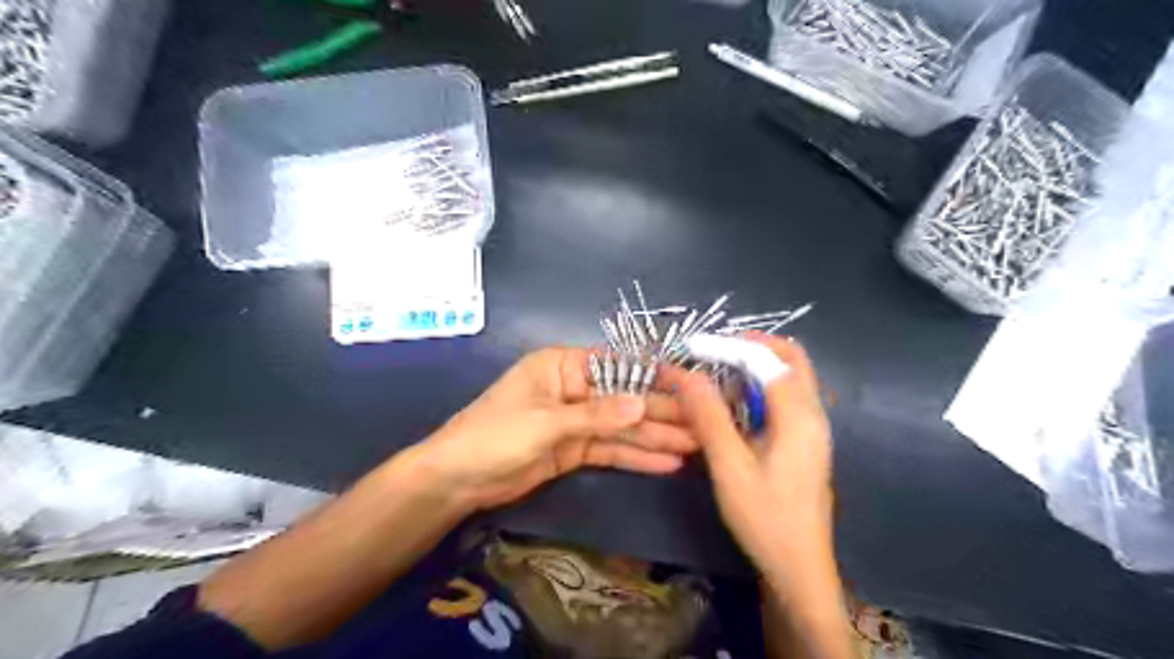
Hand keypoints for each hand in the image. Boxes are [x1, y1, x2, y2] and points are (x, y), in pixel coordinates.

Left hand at [411, 347, 695, 511]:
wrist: (457, 479)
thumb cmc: (496, 434)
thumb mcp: (548, 422)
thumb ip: (598, 415)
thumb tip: (643, 403)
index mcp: (562, 365)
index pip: (615, 365)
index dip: (652, 376)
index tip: (688, 387)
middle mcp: (572, 388)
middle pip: (623, 398)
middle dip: (660, 412)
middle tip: (701, 424)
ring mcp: (575, 421)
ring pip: (621, 427)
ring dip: (655, 437)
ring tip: (695, 446)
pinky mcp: (574, 450)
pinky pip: (610, 449)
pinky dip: (635, 456)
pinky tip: (666, 462)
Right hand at [659, 338, 832, 582]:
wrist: (799, 567)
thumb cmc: (765, 518)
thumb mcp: (730, 467)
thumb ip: (709, 417)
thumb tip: (685, 374)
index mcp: (799, 417)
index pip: (767, 359)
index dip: (728, 346)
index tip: (692, 347)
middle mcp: (814, 413)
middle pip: (791, 358)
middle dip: (751, 345)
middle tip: (712, 349)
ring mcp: (813, 427)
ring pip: (791, 375)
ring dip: (757, 363)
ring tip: (718, 368)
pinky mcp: (806, 440)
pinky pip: (787, 396)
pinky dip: (761, 385)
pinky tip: (735, 401)